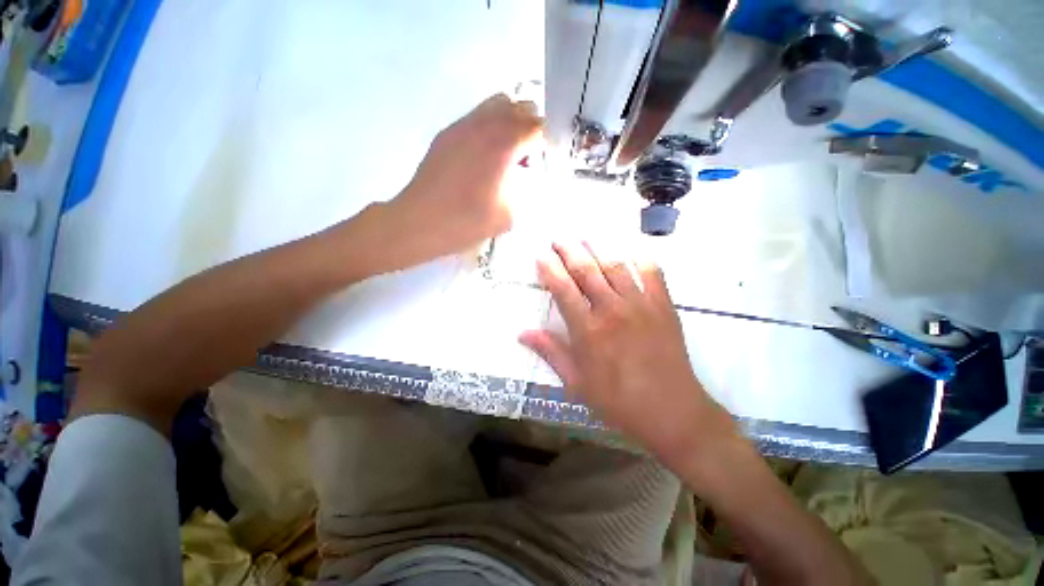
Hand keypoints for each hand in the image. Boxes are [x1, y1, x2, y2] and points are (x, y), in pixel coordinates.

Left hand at [389, 94, 541, 261]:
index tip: (548, 161)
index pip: (538, 128)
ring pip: (498, 104)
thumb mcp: (509, 215)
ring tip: (508, 152)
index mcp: (504, 144)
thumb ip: (525, 191)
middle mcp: (485, 125)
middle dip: (532, 129)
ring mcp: (463, 125)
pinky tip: (485, 157)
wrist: (421, 222)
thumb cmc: (467, 222)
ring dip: (511, 122)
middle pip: (521, 107)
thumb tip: (527, 178)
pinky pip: (477, 117)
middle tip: (530, 157)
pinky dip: (490, 127)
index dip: (548, 143)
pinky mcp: (448, 133)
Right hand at [520, 242, 739, 475]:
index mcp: (588, 330)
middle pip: (586, 270)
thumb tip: (522, 333)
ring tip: (584, 239)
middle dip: (569, 251)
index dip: (550, 270)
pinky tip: (629, 253)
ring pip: (615, 266)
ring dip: (597, 249)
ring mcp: (640, 304)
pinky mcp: (663, 306)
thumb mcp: (577, 382)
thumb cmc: (618, 401)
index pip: (563, 290)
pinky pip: (652, 272)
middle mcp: (612, 310)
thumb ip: (551, 352)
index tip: (540, 256)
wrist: (672, 412)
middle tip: (558, 238)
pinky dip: (639, 259)